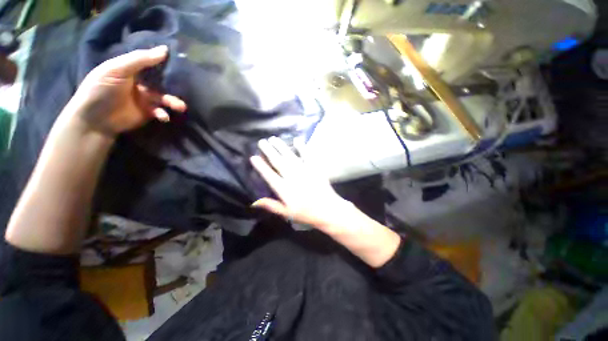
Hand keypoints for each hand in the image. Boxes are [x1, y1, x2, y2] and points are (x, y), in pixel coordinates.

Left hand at [68, 45, 186, 135]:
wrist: (94, 119)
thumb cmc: (101, 89)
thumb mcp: (117, 69)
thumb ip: (140, 59)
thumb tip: (165, 50)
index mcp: (132, 69)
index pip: (151, 62)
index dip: (164, 61)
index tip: (181, 61)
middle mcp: (140, 83)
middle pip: (161, 82)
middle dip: (173, 85)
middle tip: (186, 88)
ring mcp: (145, 99)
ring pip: (164, 98)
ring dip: (173, 102)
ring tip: (180, 107)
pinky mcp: (148, 113)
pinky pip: (161, 112)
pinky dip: (164, 114)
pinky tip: (163, 116)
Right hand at [252, 137, 401, 267]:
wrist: (328, 209)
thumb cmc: (306, 213)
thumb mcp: (287, 213)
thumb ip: (271, 205)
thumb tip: (254, 202)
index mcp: (284, 189)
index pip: (269, 175)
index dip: (261, 166)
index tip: (253, 157)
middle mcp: (292, 177)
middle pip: (278, 162)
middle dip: (269, 151)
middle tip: (261, 142)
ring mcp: (304, 171)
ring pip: (290, 156)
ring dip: (281, 146)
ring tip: (274, 138)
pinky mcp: (314, 168)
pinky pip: (307, 155)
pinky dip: (302, 147)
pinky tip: (297, 140)